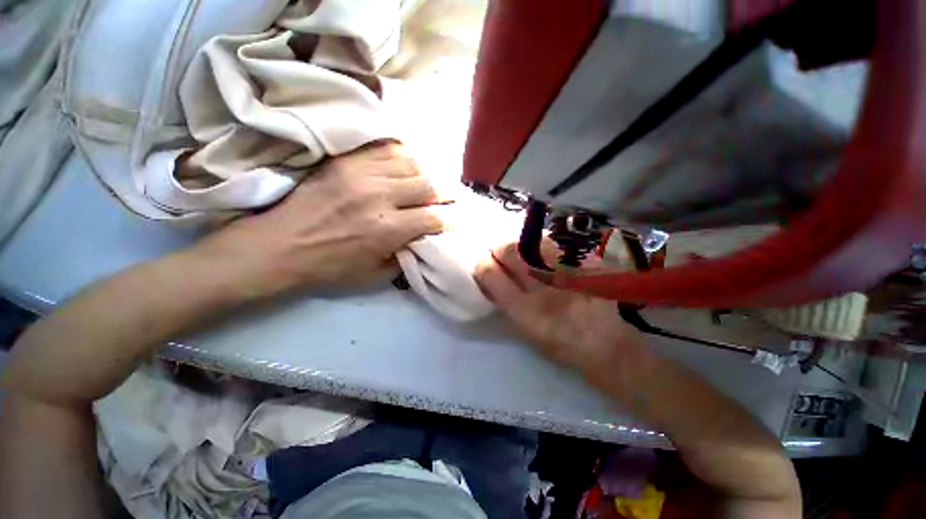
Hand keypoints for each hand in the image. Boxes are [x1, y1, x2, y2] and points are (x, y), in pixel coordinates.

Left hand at [189, 143, 445, 298]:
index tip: (455, 219)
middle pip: (428, 185)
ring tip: (427, 182)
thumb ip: (405, 256)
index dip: (450, 219)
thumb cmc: (328, 267)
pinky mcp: (346, 161)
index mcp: (387, 229)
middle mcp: (379, 197)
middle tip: (447, 199)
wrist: (278, 247)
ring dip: (426, 173)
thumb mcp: (374, 275)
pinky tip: (406, 165)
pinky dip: (403, 155)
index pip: (434, 217)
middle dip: (445, 193)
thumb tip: (423, 240)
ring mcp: (361, 174)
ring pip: (411, 162)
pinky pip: (385, 148)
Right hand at [474, 243, 643, 369]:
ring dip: (520, 244)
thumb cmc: (564, 346)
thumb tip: (492, 282)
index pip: (492, 276)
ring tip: (521, 250)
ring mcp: (566, 273)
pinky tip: (544, 251)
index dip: (483, 266)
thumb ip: (508, 305)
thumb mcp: (529, 333)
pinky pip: (555, 245)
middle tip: (499, 252)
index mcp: (526, 312)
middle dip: (500, 248)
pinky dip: (543, 245)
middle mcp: (543, 288)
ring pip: (533, 244)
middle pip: (511, 252)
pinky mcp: (583, 264)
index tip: (483, 264)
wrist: (613, 346)